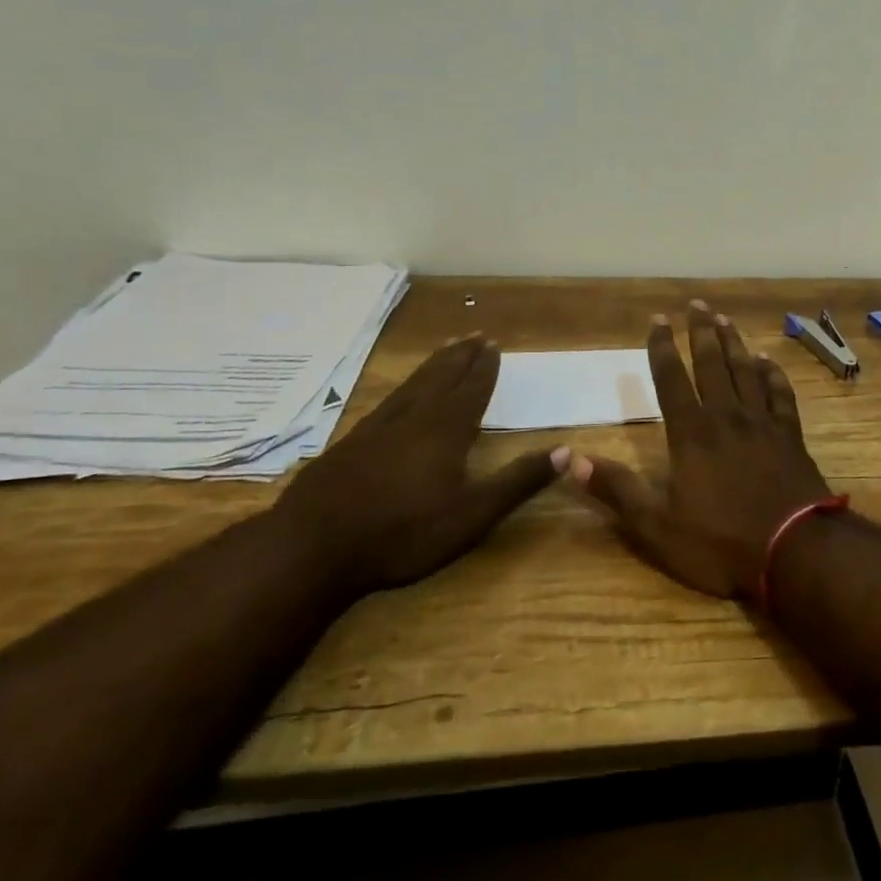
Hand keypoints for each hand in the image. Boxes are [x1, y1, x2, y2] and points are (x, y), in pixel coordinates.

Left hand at [274, 335, 561, 596]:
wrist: (314, 546)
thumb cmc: (404, 532)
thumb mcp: (473, 514)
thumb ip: (518, 481)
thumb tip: (567, 451)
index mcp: (447, 429)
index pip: (472, 389)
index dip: (485, 367)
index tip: (494, 344)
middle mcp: (414, 418)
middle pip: (442, 377)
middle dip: (461, 356)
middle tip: (474, 334)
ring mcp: (378, 428)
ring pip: (413, 385)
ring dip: (433, 365)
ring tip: (444, 348)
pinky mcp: (350, 443)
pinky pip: (387, 401)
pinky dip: (403, 388)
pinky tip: (399, 395)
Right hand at [571, 302, 831, 598]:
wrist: (795, 551)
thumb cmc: (721, 542)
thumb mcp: (657, 526)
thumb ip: (617, 489)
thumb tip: (570, 459)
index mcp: (692, 433)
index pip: (671, 378)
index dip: (662, 347)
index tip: (658, 319)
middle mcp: (726, 417)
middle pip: (711, 364)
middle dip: (701, 331)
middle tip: (697, 303)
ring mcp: (762, 423)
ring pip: (745, 371)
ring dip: (734, 343)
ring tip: (725, 319)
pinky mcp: (791, 435)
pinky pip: (780, 394)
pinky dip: (772, 374)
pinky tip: (767, 361)